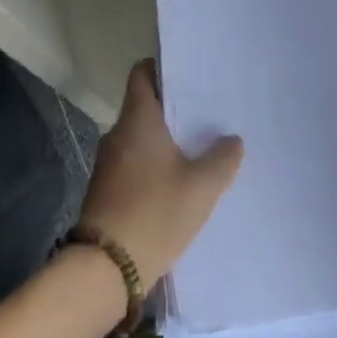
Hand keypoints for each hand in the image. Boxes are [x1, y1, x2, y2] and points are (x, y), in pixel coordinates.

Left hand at [78, 61, 243, 286]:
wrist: (104, 269)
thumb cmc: (154, 213)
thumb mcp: (201, 187)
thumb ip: (222, 159)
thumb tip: (232, 140)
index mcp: (138, 118)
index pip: (142, 73)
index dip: (162, 68)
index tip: (188, 76)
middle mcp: (118, 133)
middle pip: (145, 106)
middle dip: (172, 109)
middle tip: (205, 115)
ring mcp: (108, 162)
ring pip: (140, 137)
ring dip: (164, 141)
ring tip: (197, 150)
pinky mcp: (106, 189)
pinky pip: (134, 163)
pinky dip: (153, 165)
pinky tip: (177, 183)